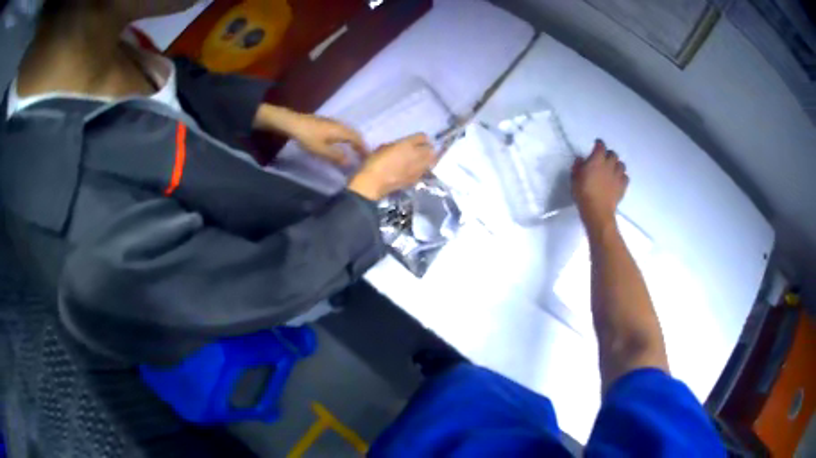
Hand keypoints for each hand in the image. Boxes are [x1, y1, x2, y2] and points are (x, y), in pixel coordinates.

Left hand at [253, 105, 367, 164]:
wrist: (292, 123)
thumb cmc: (308, 137)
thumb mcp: (322, 151)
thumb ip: (336, 157)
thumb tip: (350, 164)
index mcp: (342, 131)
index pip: (358, 140)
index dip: (364, 149)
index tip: (368, 158)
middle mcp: (340, 125)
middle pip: (354, 134)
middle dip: (360, 144)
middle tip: (362, 154)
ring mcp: (333, 122)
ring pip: (347, 131)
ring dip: (352, 140)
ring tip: (353, 150)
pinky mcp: (325, 122)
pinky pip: (341, 130)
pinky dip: (345, 137)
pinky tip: (339, 142)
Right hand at [347, 133, 436, 200]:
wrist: (373, 182)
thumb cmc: (374, 162)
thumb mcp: (384, 147)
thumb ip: (397, 145)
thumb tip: (402, 147)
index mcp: (407, 144)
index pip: (423, 136)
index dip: (421, 138)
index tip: (418, 140)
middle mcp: (416, 155)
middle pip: (431, 149)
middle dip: (428, 148)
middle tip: (423, 149)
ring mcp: (418, 168)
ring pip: (431, 160)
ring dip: (429, 158)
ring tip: (423, 159)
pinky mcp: (417, 178)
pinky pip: (425, 170)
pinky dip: (424, 168)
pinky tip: (418, 169)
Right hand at [572, 139, 628, 231]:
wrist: (597, 211)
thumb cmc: (583, 193)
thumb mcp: (574, 178)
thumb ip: (578, 166)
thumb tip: (580, 159)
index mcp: (597, 160)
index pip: (601, 146)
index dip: (599, 144)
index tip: (597, 144)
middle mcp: (609, 164)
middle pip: (613, 154)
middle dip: (609, 154)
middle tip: (604, 159)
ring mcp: (618, 175)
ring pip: (621, 164)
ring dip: (617, 165)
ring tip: (612, 169)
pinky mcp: (623, 186)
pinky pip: (625, 177)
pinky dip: (622, 176)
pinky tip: (618, 180)